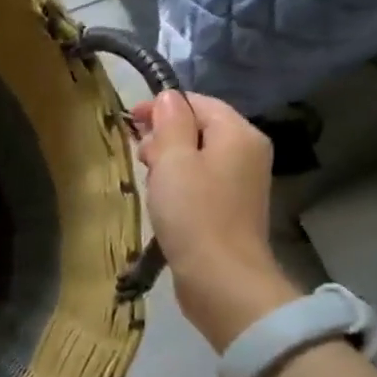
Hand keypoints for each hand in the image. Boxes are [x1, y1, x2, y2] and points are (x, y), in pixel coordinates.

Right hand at [133, 92, 299, 349]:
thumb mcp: (174, 161)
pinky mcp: (230, 211)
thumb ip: (170, 124)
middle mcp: (247, 153)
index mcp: (238, 134)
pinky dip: (179, 185)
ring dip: (169, 163)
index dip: (162, 107)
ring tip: (146, 180)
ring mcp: (241, 184)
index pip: (198, 103)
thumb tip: (168, 98)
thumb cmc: (194, 214)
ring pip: (198, 158)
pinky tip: (162, 202)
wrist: (221, 279)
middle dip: (164, 136)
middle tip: (139, 157)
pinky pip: (201, 183)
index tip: (129, 121)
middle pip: (200, 129)